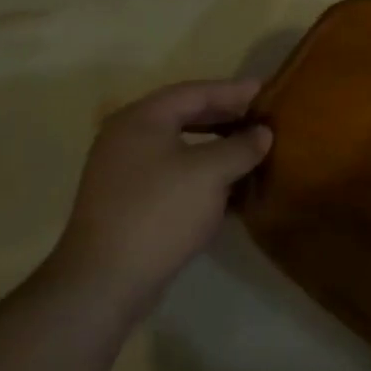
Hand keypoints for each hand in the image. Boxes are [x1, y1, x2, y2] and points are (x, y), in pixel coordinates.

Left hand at [52, 79, 271, 315]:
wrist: (105, 280)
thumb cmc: (160, 212)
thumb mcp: (211, 173)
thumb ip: (241, 146)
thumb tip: (262, 133)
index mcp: (141, 119)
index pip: (194, 92)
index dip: (233, 90)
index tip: (265, 90)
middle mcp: (127, 137)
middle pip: (185, 115)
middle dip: (225, 116)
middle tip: (260, 117)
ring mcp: (124, 171)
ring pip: (180, 146)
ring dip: (216, 146)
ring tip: (250, 149)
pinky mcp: (128, 201)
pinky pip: (173, 173)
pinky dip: (202, 172)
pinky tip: (229, 185)